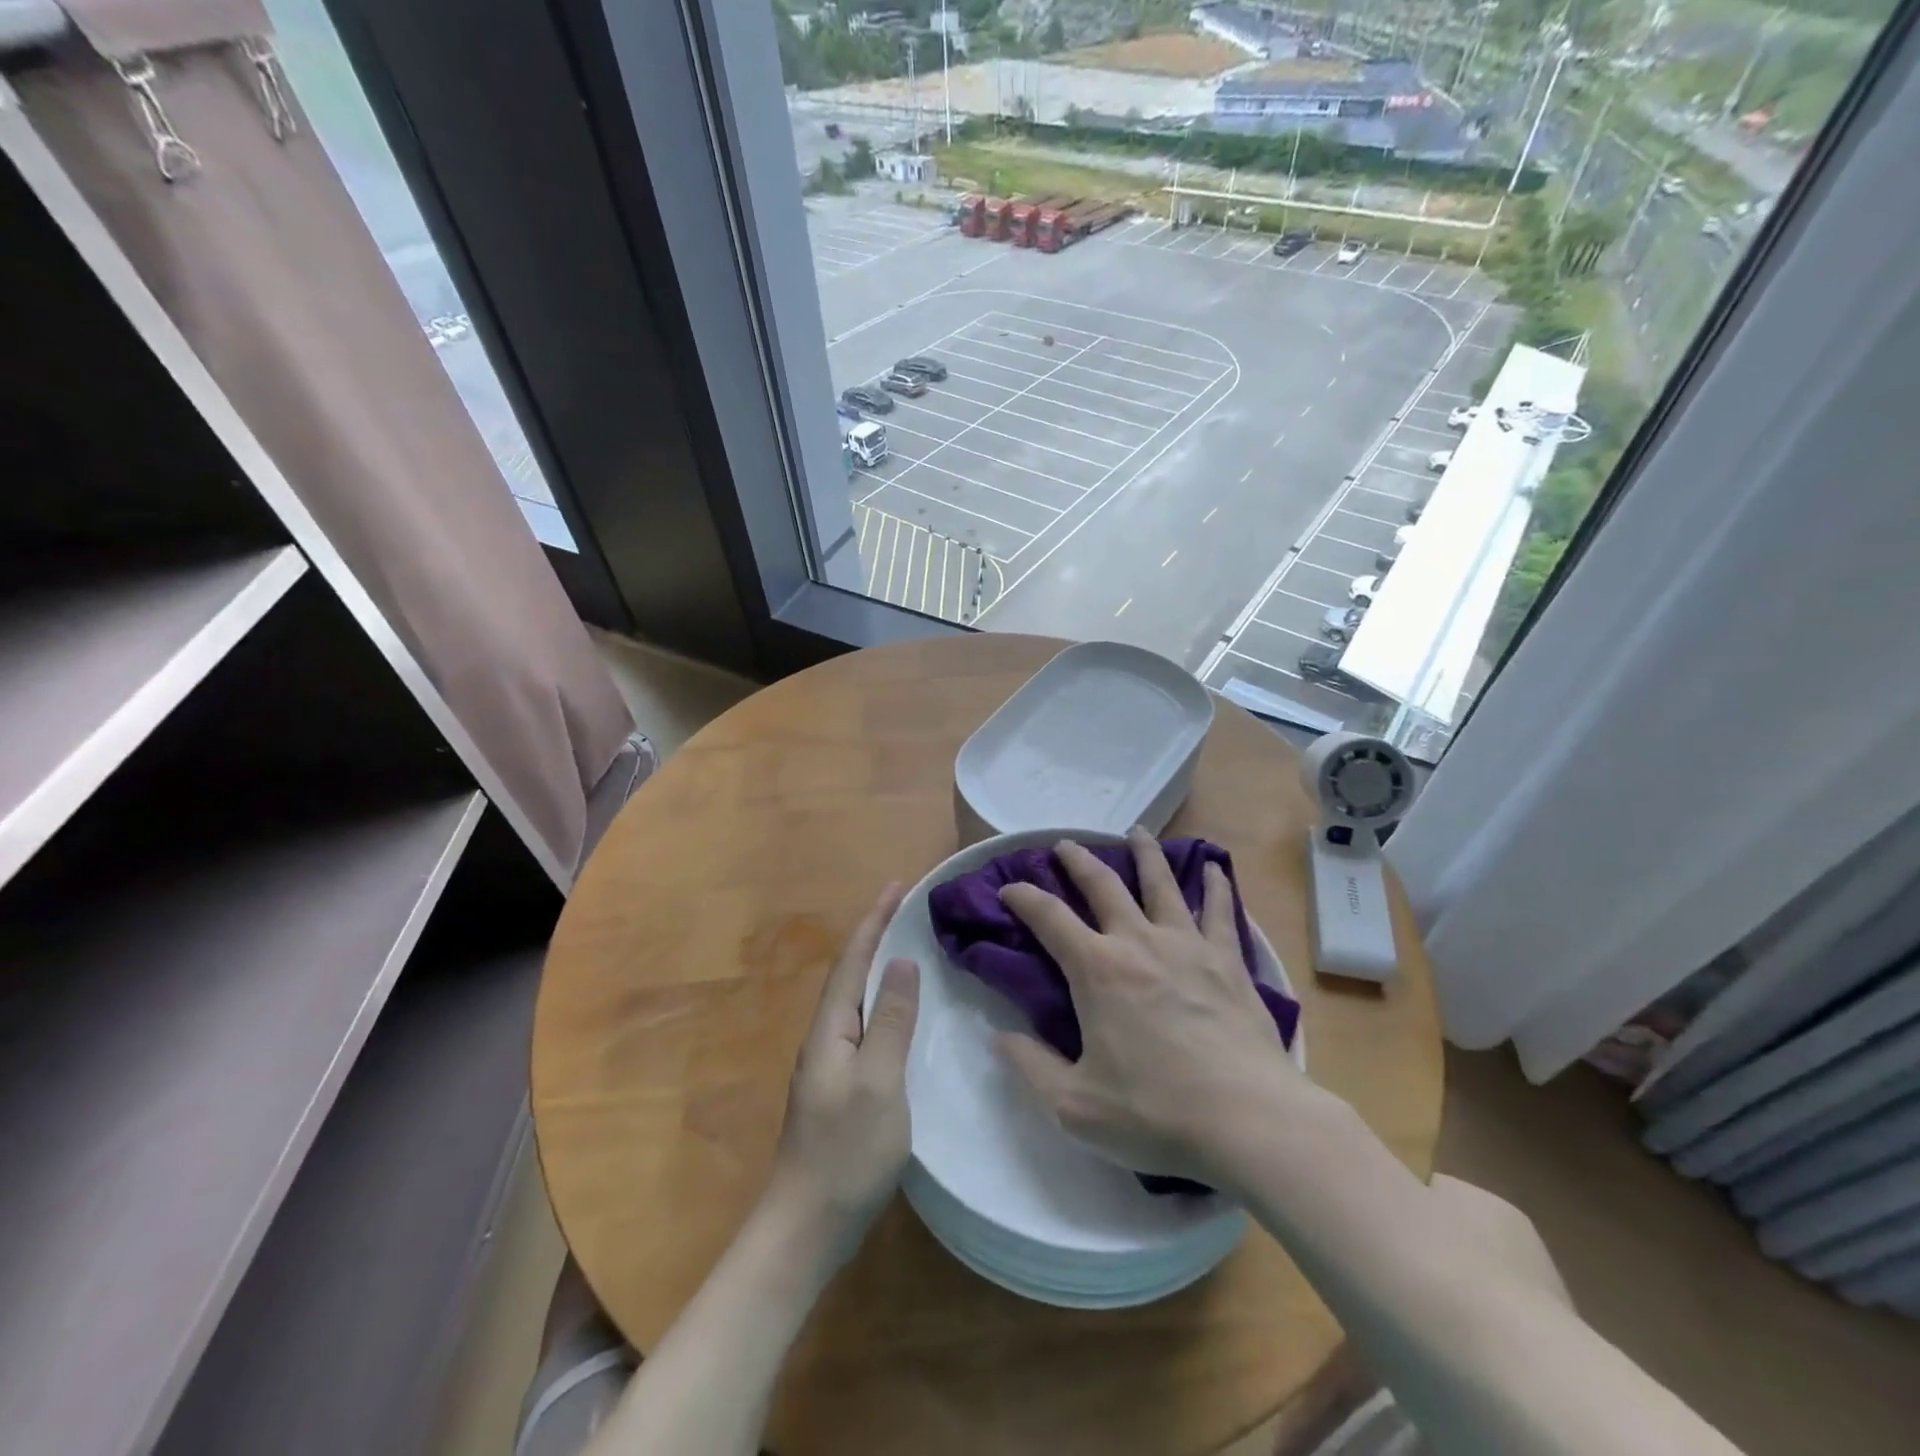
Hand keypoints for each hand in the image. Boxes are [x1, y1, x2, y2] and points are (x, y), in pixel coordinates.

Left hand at [767, 883, 920, 1254]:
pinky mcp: (839, 1088)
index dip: (874, 920)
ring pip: (855, 1000)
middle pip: (851, 973)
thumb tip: (901, 962)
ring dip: (877, 967)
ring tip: (906, 947)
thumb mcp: (879, 1082)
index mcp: (830, 1029)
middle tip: (906, 908)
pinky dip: (881, 1003)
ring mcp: (829, 1065)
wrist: (805, 1228)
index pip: (853, 960)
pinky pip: (862, 1027)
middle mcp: (824, 1038)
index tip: (897, 885)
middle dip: (876, 935)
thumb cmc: (845, 1152)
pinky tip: (899, 1015)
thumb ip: (891, 1021)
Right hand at [996, 828, 1317, 1190]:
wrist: (1248, 1122)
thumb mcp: (1075, 1106)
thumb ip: (1030, 1067)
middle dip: (1078, 860)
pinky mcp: (1228, 961)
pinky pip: (1219, 910)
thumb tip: (998, 1038)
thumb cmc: (1156, 1114)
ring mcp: (1188, 946)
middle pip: (1103, 884)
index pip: (1048, 917)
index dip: (1023, 897)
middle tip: (1066, 845)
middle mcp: (1139, 942)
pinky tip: (1214, 868)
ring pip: (1162, 883)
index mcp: (1097, 970)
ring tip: (1136, 832)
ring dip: (1144, 853)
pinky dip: (1214, 885)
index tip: (1008, 889)